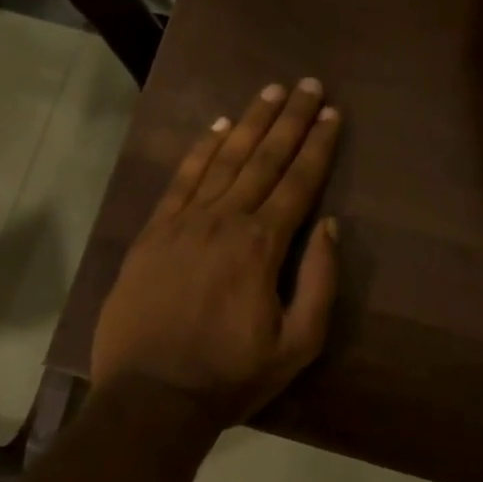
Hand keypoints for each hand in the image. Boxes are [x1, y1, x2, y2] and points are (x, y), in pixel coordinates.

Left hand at [90, 79, 342, 434]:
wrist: (150, 397)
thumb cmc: (229, 376)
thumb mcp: (296, 345)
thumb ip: (319, 282)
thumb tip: (330, 226)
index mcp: (261, 246)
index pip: (298, 182)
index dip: (318, 145)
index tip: (332, 113)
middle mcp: (224, 220)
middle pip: (263, 158)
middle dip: (290, 119)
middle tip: (308, 85)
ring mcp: (183, 222)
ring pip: (224, 159)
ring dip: (250, 122)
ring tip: (271, 91)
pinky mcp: (152, 232)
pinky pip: (181, 179)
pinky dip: (201, 149)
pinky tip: (217, 127)